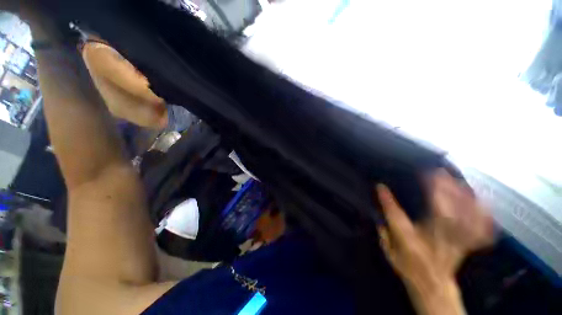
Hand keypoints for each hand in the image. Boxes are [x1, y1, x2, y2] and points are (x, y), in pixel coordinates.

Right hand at [375, 169, 493, 292]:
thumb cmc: (408, 267)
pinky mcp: (466, 243)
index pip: (396, 219)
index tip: (380, 186)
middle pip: (441, 215)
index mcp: (410, 243)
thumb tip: (379, 210)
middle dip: (439, 192)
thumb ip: (384, 231)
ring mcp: (454, 243)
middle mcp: (434, 241)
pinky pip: (480, 229)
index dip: (388, 201)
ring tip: (455, 180)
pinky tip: (481, 201)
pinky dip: (483, 215)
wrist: (432, 286)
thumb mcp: (389, 252)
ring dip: (461, 198)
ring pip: (463, 219)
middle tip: (435, 173)